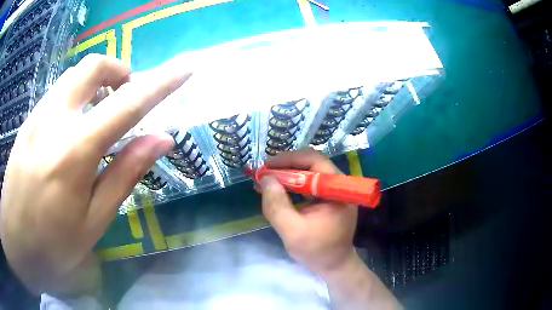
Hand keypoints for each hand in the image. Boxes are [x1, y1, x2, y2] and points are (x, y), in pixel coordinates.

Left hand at [0, 54, 189, 296]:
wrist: (16, 240)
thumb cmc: (53, 244)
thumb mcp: (94, 221)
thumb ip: (125, 174)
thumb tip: (161, 140)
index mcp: (75, 151)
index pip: (128, 104)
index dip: (161, 83)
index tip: (185, 67)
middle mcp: (55, 119)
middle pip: (94, 66)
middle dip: (119, 72)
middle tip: (125, 100)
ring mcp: (38, 115)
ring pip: (74, 74)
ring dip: (96, 83)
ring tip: (99, 115)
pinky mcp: (28, 120)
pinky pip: (58, 91)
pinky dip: (76, 96)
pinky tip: (72, 128)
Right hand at [259, 148, 357, 276]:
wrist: (334, 265)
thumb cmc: (316, 251)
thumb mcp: (292, 231)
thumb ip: (277, 205)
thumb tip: (265, 178)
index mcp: (337, 189)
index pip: (314, 161)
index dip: (289, 159)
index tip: (267, 166)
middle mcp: (338, 184)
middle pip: (311, 164)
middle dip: (285, 166)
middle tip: (264, 173)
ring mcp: (333, 191)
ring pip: (308, 173)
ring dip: (286, 175)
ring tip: (266, 181)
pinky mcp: (327, 198)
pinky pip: (308, 184)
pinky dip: (291, 185)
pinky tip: (276, 190)